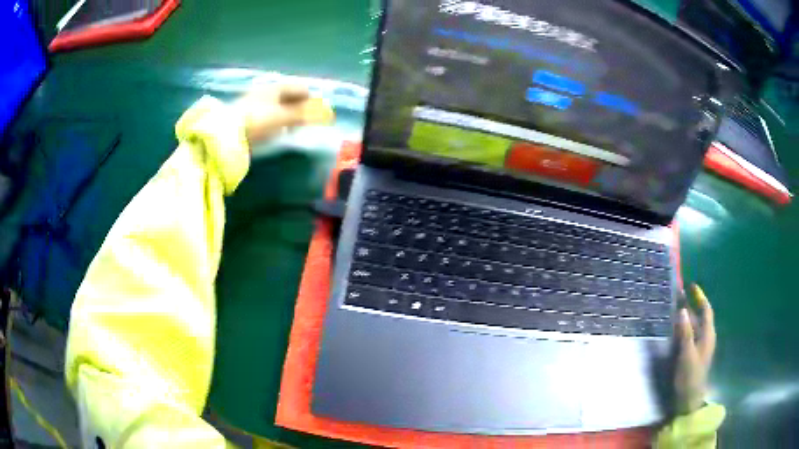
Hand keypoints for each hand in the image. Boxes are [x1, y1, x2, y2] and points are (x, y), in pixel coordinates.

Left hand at [235, 79, 334, 145]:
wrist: (225, 133)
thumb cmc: (257, 121)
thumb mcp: (283, 117)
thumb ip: (305, 114)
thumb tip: (327, 113)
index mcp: (276, 87)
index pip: (300, 88)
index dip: (311, 99)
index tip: (317, 114)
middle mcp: (266, 90)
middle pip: (289, 95)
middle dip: (300, 106)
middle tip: (305, 121)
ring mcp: (255, 101)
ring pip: (278, 104)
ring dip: (288, 113)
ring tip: (291, 127)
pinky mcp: (247, 114)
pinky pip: (268, 113)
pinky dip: (276, 119)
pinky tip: (274, 130)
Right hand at [674, 284, 716, 414]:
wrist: (689, 399)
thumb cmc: (690, 376)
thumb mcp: (687, 355)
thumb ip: (685, 333)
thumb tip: (682, 310)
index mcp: (707, 335)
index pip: (706, 310)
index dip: (700, 297)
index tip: (691, 286)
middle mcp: (706, 337)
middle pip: (700, 316)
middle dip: (691, 305)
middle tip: (679, 295)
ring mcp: (700, 346)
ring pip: (695, 326)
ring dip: (687, 316)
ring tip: (675, 308)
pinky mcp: (694, 354)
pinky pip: (691, 335)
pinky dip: (684, 328)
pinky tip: (676, 329)